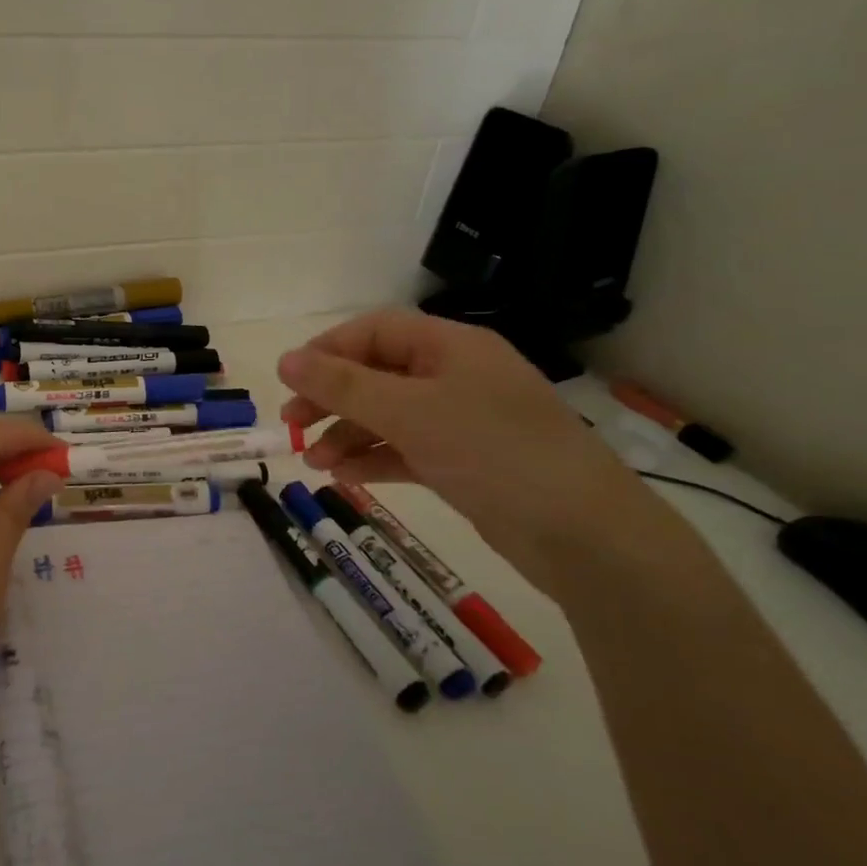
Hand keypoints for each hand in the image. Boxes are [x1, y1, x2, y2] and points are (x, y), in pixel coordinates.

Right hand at [277, 310, 664, 583]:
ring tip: (313, 463)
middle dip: (331, 397)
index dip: (328, 350)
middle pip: (377, 373)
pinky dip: (373, 459)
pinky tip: (343, 477)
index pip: (375, 331)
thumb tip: (285, 359)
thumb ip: (343, 385)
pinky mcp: (464, 462)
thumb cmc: (492, 451)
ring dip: (347, 434)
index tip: (289, 380)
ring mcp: (461, 421)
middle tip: (291, 424)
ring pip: (388, 415)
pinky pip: (405, 449)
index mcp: (450, 346)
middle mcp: (455, 376)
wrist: (581, 534)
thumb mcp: (409, 411)